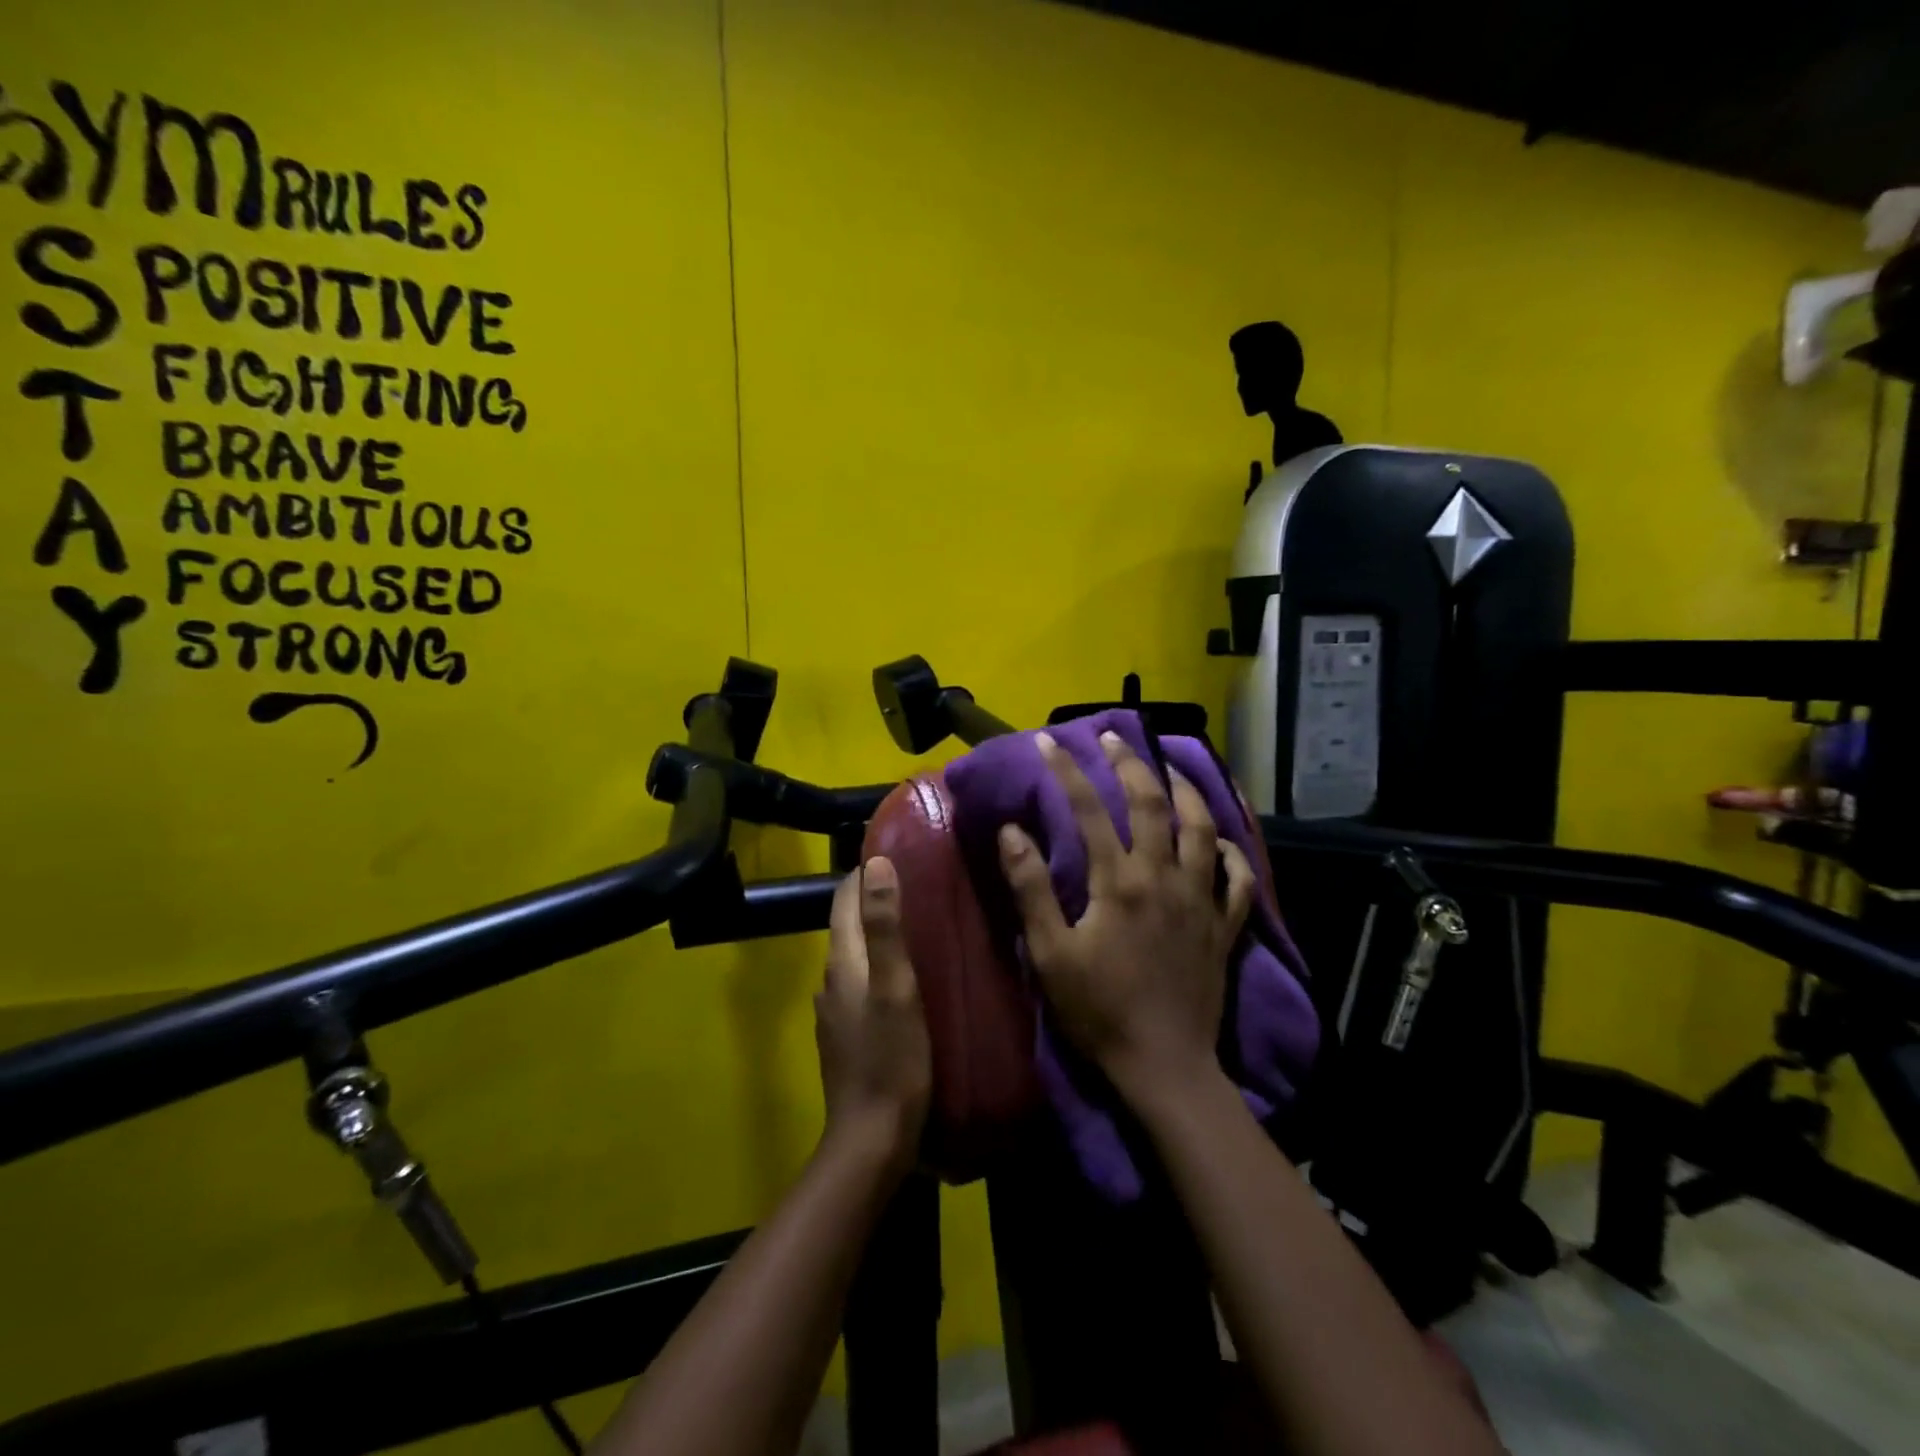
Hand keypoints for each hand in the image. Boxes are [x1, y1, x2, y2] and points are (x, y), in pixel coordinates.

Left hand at [815, 857, 931, 1171]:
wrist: (871, 1138)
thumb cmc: (891, 1058)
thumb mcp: (896, 986)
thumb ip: (885, 926)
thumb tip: (875, 863)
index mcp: (843, 962)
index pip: (843, 901)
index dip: (863, 874)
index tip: (895, 852)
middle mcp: (831, 980)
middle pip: (847, 926)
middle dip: (873, 900)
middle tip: (916, 884)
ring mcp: (836, 1012)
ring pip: (855, 956)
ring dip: (877, 935)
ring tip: (917, 925)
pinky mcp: (846, 1036)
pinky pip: (860, 984)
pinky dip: (878, 967)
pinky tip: (905, 978)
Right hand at [997, 731, 1254, 1105]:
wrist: (1164, 1064)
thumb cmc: (1098, 1010)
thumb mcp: (1051, 952)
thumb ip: (1032, 889)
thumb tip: (1012, 832)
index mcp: (1119, 882)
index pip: (1088, 811)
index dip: (1067, 772)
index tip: (1049, 743)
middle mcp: (1164, 877)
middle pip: (1151, 804)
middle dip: (1131, 764)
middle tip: (1115, 738)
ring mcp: (1200, 899)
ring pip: (1202, 828)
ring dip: (1187, 791)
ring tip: (1172, 768)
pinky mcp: (1224, 926)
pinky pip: (1237, 878)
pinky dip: (1232, 852)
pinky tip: (1222, 840)